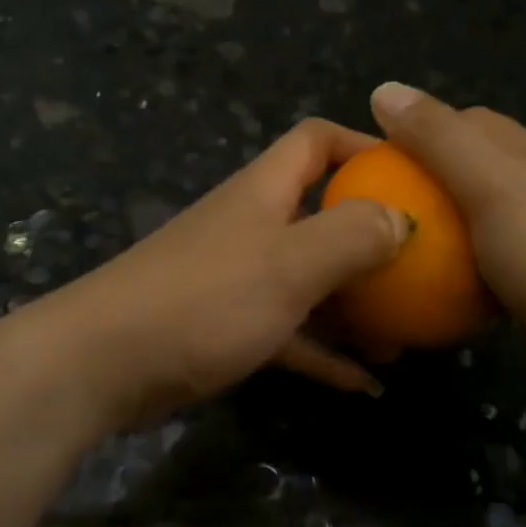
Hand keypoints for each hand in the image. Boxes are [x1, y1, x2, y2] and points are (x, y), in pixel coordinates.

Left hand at [38, 119, 407, 429]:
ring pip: (311, 281)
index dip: (363, 146)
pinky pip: (291, 334)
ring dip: (356, 305)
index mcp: (265, 193)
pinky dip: (325, 353)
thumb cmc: (203, 299)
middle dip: (372, 239)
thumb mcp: (290, 264)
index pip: (316, 141)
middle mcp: (254, 226)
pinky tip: (364, 385)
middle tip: (422, 269)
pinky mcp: (227, 327)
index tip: (411, 176)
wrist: (103, 365)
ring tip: (405, 336)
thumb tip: (403, 218)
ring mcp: (239, 279)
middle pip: (322, 214)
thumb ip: (352, 235)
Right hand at [368, 82, 525, 392]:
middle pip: (457, 171)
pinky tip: (425, 293)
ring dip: (430, 233)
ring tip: (384, 253)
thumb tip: (383, 88)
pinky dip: (450, 272)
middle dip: (414, 186)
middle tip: (369, 215)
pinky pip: (476, 263)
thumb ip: (438, 138)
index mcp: (520, 150)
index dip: (409, 134)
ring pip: (464, 220)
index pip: (456, 122)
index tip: (366, 168)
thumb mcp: (491, 186)